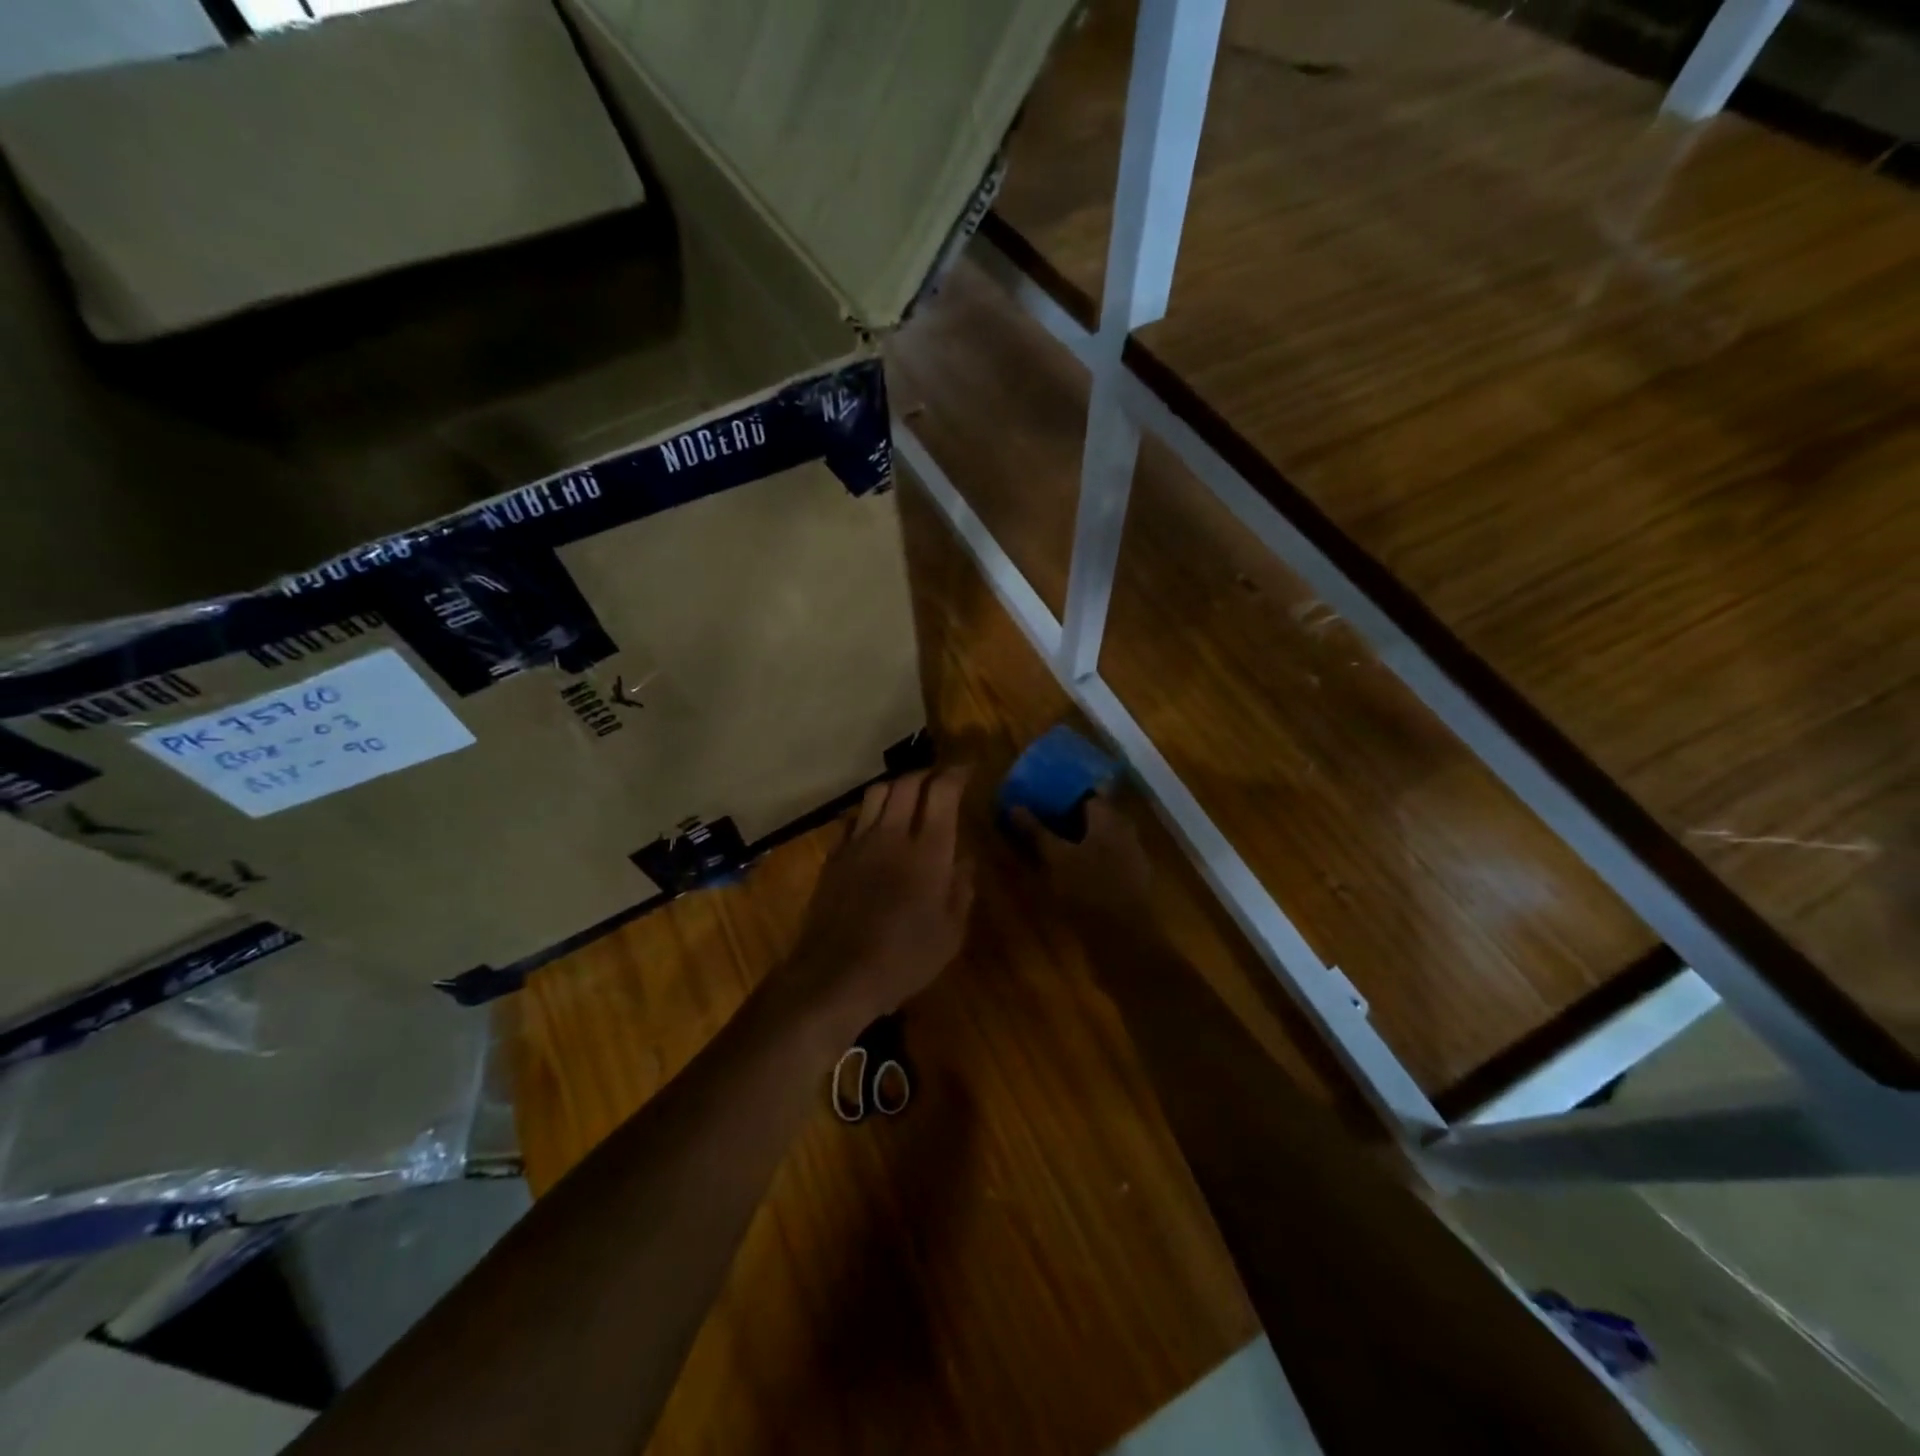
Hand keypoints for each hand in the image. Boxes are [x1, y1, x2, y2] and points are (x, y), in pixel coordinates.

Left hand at [776, 769, 974, 1043]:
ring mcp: (858, 843)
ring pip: (876, 793)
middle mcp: (891, 835)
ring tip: (908, 796)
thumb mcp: (950, 935)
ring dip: (897, 786)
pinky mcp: (834, 857)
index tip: (967, 769)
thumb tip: (965, 862)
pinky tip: (875, 827)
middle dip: (926, 774)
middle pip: (906, 783)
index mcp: (927, 852)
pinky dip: (870, 812)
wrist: (835, 975)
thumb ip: (961, 891)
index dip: (956, 773)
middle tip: (940, 781)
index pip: (941, 792)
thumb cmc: (903, 960)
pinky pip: (853, 818)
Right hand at [1012, 793, 1154, 929]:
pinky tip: (1069, 867)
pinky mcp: (1130, 879)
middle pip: (1093, 814)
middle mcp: (1124, 830)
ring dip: (1077, 837)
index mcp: (1109, 817)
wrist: (1124, 938)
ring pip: (1099, 837)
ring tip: (1049, 841)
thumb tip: (1014, 806)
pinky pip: (1105, 856)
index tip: (1040, 794)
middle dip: (1067, 814)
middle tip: (1039, 817)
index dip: (1062, 792)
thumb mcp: (1055, 858)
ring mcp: (1130, 855)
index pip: (1086, 792)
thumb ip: (1035, 831)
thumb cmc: (1087, 889)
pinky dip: (1087, 856)